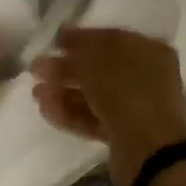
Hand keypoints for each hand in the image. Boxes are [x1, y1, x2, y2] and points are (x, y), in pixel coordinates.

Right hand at [31, 26, 185, 185]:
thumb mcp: (96, 57)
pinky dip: (70, 113)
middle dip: (66, 68)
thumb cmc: (125, 89)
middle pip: (99, 68)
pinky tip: (46, 110)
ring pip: (94, 95)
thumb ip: (78, 45)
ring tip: (37, 93)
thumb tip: (64, 36)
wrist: (147, 148)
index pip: (110, 38)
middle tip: (36, 70)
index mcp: (148, 50)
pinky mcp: (123, 134)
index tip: (53, 42)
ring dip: (63, 92)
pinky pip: (94, 118)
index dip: (80, 38)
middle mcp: (145, 76)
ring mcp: (135, 107)